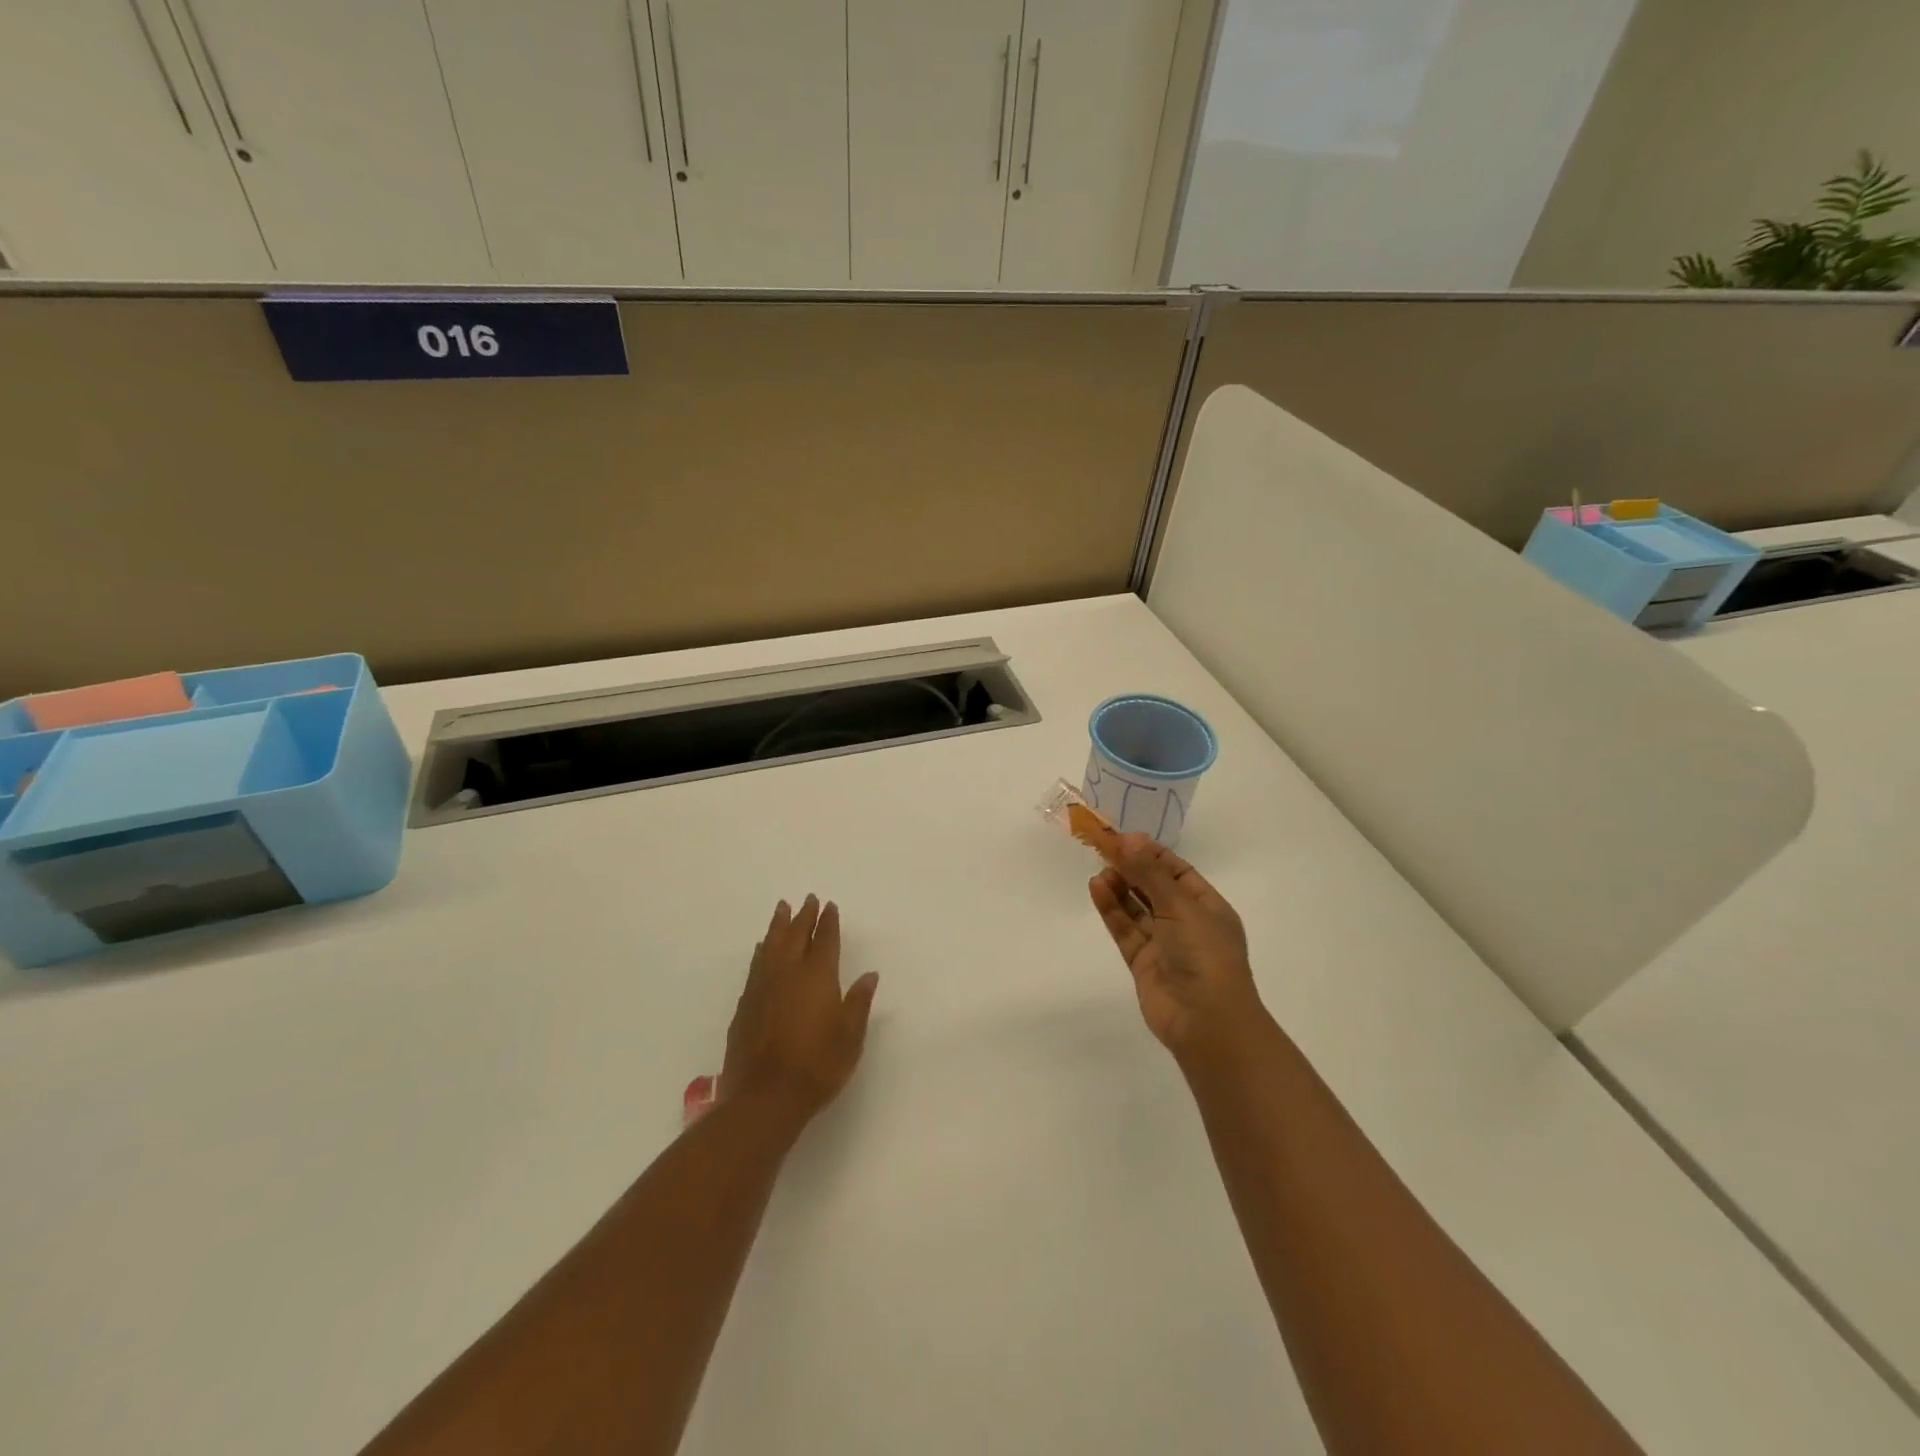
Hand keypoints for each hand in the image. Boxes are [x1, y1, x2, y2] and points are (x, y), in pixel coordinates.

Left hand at [721, 896, 879, 1122]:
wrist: (765, 1097)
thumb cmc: (817, 1066)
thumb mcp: (850, 1037)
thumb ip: (858, 1002)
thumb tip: (869, 975)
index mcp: (818, 977)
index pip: (825, 940)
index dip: (828, 922)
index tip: (829, 906)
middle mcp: (788, 974)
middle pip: (796, 935)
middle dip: (803, 916)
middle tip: (808, 899)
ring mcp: (763, 988)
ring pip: (771, 945)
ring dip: (778, 925)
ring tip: (782, 908)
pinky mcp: (745, 1005)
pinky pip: (756, 965)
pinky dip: (761, 951)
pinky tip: (762, 948)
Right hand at [1089, 835, 1266, 1061]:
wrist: (1207, 1022)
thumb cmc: (1205, 955)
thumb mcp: (1180, 906)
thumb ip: (1150, 873)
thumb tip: (1128, 838)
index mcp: (1208, 907)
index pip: (1178, 871)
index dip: (1152, 854)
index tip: (1124, 838)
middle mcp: (1186, 923)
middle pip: (1155, 888)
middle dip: (1132, 868)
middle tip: (1104, 848)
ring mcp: (1164, 944)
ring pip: (1137, 908)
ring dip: (1120, 887)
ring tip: (1099, 870)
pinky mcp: (1143, 963)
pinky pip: (1125, 929)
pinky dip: (1112, 909)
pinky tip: (1097, 888)